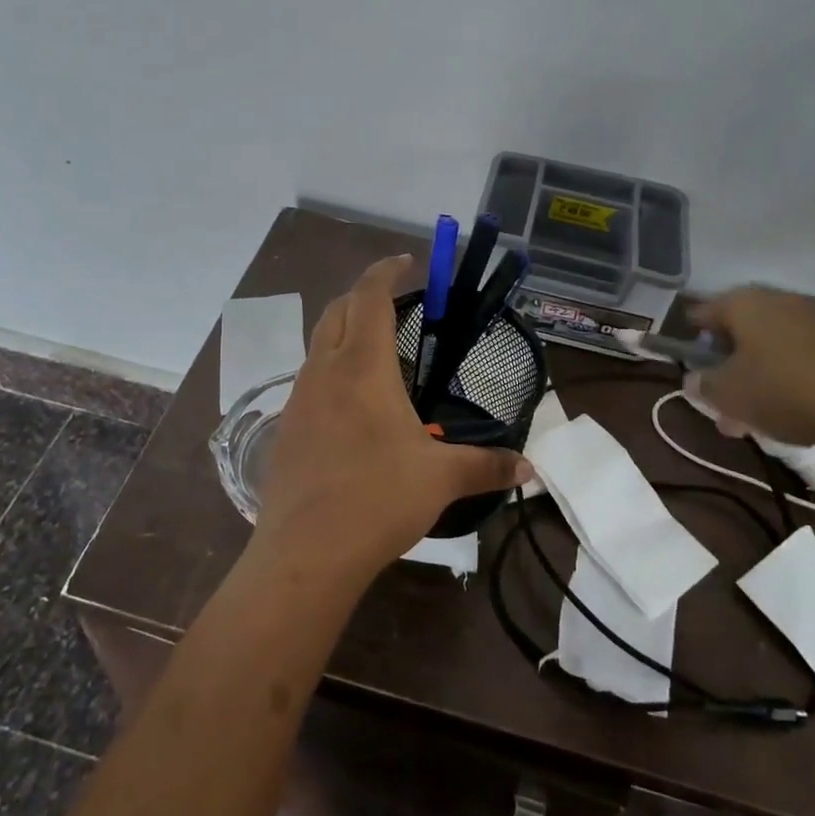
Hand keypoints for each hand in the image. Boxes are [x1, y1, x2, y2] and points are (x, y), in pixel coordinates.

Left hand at [253, 255, 527, 579]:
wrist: (305, 554)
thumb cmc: (378, 499)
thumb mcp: (441, 479)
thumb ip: (487, 465)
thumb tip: (529, 468)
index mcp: (362, 366)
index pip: (369, 295)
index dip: (386, 270)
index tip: (406, 262)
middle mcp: (324, 370)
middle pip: (337, 309)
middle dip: (364, 294)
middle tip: (395, 301)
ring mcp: (298, 398)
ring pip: (318, 343)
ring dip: (344, 331)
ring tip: (377, 352)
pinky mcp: (285, 427)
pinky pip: (309, 379)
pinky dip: (331, 369)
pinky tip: (352, 405)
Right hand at [686, 286, 814, 454]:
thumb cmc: (783, 391)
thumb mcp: (728, 395)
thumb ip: (704, 385)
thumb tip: (694, 380)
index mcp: (745, 304)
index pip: (705, 310)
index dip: (692, 333)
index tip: (687, 356)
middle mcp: (781, 300)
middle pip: (743, 327)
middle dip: (729, 360)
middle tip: (720, 393)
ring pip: (774, 345)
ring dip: (760, 372)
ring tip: (753, 413)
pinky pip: (805, 356)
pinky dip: (791, 376)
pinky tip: (790, 408)